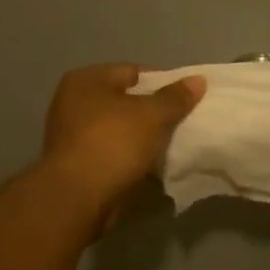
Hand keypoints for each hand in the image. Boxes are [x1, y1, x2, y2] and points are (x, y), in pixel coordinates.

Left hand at [41, 63, 204, 211]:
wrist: (78, 197)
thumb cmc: (113, 143)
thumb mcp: (152, 115)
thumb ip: (175, 97)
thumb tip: (198, 80)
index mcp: (86, 80)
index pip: (132, 72)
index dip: (162, 82)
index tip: (185, 99)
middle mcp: (72, 101)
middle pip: (124, 100)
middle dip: (151, 111)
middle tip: (179, 122)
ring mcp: (71, 134)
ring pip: (118, 128)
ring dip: (140, 136)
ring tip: (168, 145)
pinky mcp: (75, 162)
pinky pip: (110, 151)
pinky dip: (128, 156)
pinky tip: (148, 165)